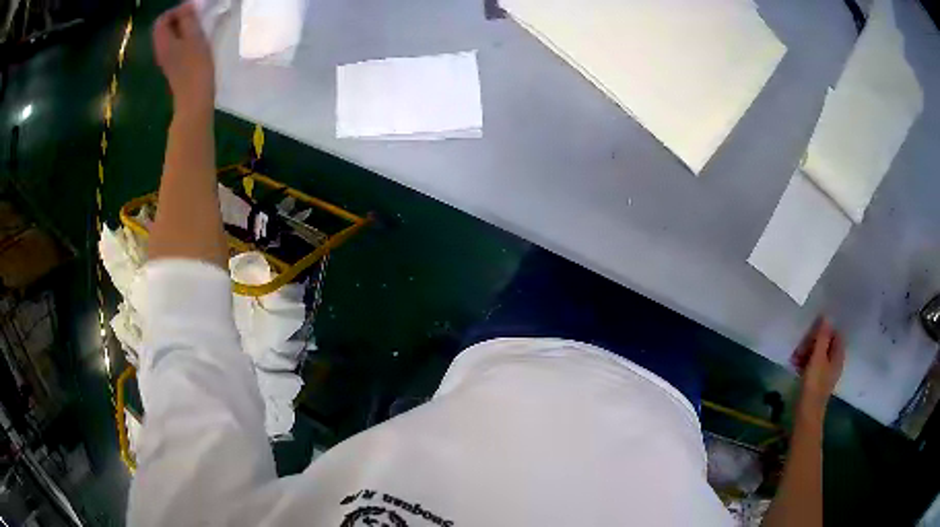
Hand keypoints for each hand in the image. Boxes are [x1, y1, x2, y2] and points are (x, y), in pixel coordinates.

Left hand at [153, 2, 213, 115]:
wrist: (195, 99)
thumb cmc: (195, 67)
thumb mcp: (194, 36)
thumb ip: (188, 19)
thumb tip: (186, 6)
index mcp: (163, 43)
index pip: (162, 20)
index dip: (176, 10)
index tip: (192, 10)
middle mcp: (161, 50)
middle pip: (165, 28)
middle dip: (180, 18)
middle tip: (197, 17)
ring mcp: (167, 60)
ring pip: (171, 37)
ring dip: (184, 28)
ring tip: (199, 28)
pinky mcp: (174, 66)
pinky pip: (176, 46)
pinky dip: (185, 39)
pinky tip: (197, 41)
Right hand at [791, 318, 844, 419]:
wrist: (807, 413)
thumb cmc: (814, 385)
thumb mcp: (817, 359)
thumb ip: (822, 338)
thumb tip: (827, 317)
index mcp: (838, 355)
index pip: (835, 333)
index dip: (825, 329)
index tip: (812, 330)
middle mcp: (834, 361)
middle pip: (826, 343)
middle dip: (813, 341)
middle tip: (800, 345)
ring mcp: (825, 372)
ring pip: (818, 354)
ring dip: (807, 351)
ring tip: (794, 356)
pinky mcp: (817, 380)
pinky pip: (812, 364)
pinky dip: (805, 362)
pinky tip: (795, 364)